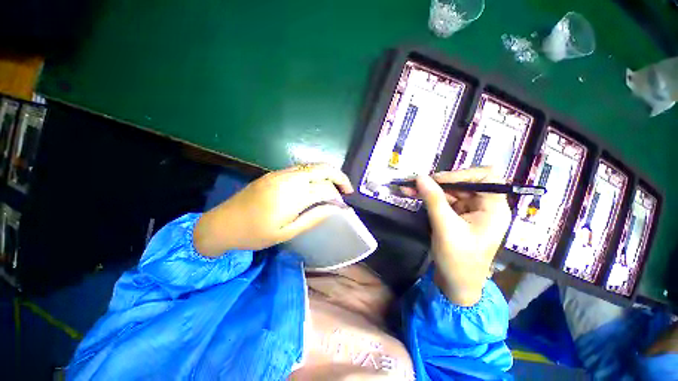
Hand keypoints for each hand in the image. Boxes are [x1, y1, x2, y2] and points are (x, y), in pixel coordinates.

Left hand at [194, 164, 353, 255]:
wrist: (222, 223)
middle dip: (339, 177)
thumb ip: (313, 218)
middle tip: (347, 190)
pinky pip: (302, 169)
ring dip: (328, 174)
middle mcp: (288, 179)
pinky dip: (315, 174)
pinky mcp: (275, 173)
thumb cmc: (254, 234)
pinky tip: (317, 185)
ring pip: (313, 166)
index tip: (343, 207)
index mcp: (291, 196)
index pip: (325, 190)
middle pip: (322, 169)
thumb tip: (334, 210)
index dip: (338, 197)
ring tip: (335, 189)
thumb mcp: (286, 232)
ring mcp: (280, 173)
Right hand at [413, 168, 511, 305]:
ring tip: (408, 187)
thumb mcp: (446, 227)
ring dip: (429, 188)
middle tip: (415, 182)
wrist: (456, 285)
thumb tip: (419, 176)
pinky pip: (443, 200)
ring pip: (450, 191)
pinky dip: (428, 197)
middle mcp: (484, 205)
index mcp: (493, 208)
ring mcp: (469, 210)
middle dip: (438, 182)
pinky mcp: (457, 216)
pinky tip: (413, 194)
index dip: (462, 174)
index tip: (437, 179)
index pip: (485, 177)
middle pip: (463, 183)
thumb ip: (433, 199)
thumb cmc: (458, 259)